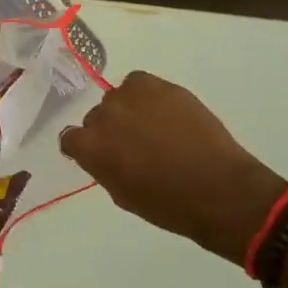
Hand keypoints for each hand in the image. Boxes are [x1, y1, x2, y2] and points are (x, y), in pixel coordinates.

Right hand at [59, 71, 286, 264]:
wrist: (218, 189)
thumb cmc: (167, 204)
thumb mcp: (122, 195)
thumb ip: (103, 167)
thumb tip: (105, 153)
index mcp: (89, 147)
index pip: (70, 138)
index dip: (85, 149)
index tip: (103, 157)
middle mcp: (104, 116)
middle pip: (96, 117)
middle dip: (110, 130)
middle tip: (134, 146)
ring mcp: (132, 97)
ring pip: (118, 98)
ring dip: (128, 110)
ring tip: (153, 127)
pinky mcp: (160, 86)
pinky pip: (139, 83)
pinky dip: (146, 95)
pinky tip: (163, 112)